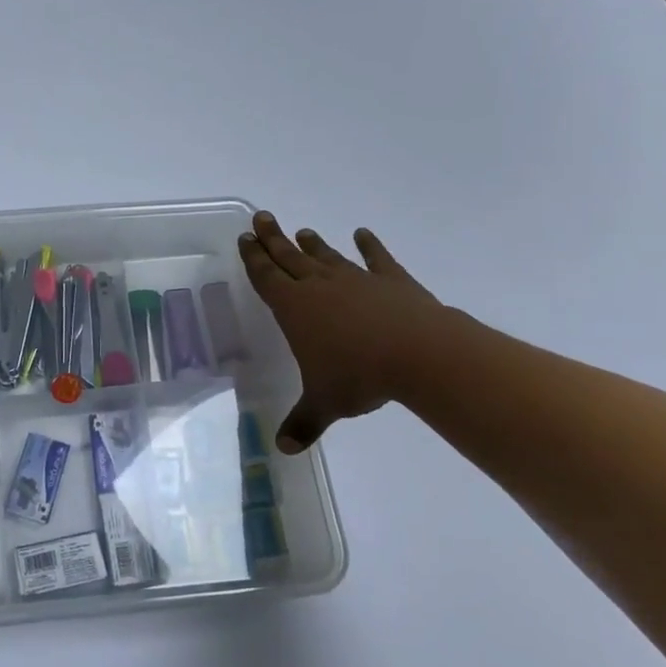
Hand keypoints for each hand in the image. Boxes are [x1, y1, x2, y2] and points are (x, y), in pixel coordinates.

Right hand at [238, 211, 446, 452]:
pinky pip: (376, 259)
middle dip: (274, 239)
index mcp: (295, 308)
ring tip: (303, 231)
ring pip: (327, 257)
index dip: (254, 257)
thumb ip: (303, 423)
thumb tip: (284, 449)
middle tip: (262, 217)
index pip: (266, 276)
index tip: (245, 236)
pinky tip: (363, 234)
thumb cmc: (360, 376)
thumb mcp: (324, 403)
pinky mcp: (392, 281)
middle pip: (290, 257)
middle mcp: (320, 286)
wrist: (420, 354)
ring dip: (313, 245)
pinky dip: (369, 246)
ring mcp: (357, 280)